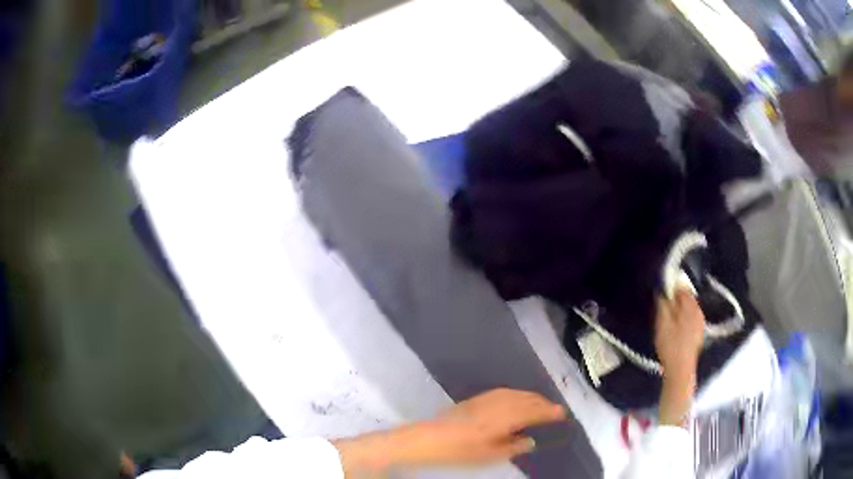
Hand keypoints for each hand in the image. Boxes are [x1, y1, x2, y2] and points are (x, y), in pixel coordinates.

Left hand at [334, 389, 566, 475]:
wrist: (427, 439)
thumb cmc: (460, 451)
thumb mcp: (490, 455)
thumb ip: (513, 446)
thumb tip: (530, 440)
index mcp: (504, 418)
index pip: (533, 411)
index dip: (549, 412)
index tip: (562, 413)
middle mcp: (498, 404)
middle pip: (526, 399)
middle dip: (542, 403)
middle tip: (555, 410)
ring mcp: (485, 399)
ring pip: (515, 393)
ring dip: (530, 397)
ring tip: (540, 404)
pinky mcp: (474, 399)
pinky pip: (503, 392)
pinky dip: (516, 394)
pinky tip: (516, 400)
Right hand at [655, 290, 704, 379]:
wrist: (681, 369)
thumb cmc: (670, 345)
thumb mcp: (662, 323)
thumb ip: (663, 304)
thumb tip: (662, 289)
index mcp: (690, 305)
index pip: (682, 288)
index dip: (671, 289)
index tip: (662, 296)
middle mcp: (698, 311)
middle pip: (687, 299)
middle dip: (676, 301)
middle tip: (664, 310)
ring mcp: (701, 323)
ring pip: (690, 310)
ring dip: (680, 311)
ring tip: (669, 322)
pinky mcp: (699, 334)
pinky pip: (692, 320)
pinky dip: (685, 320)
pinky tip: (677, 331)